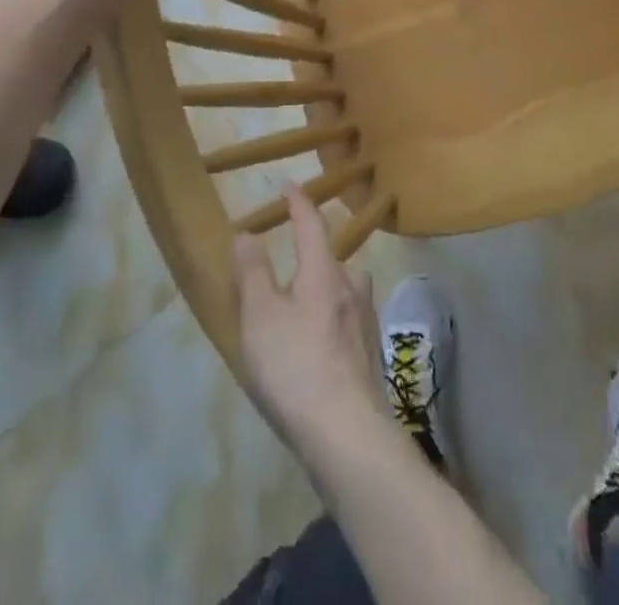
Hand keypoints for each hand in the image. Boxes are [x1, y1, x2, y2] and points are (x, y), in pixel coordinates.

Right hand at [233, 188, 385, 456]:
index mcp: (324, 271)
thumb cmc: (295, 367)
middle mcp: (351, 288)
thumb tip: (248, 232)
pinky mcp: (370, 355)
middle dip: (313, 252)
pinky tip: (320, 344)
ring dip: (327, 287)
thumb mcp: (259, 317)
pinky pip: (348, 320)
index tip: (289, 184)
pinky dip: (332, 319)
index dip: (299, 202)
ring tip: (304, 304)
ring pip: (345, 289)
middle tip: (292, 258)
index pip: (312, 223)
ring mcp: (365, 322)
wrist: (347, 434)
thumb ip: (253, 273)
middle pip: (333, 257)